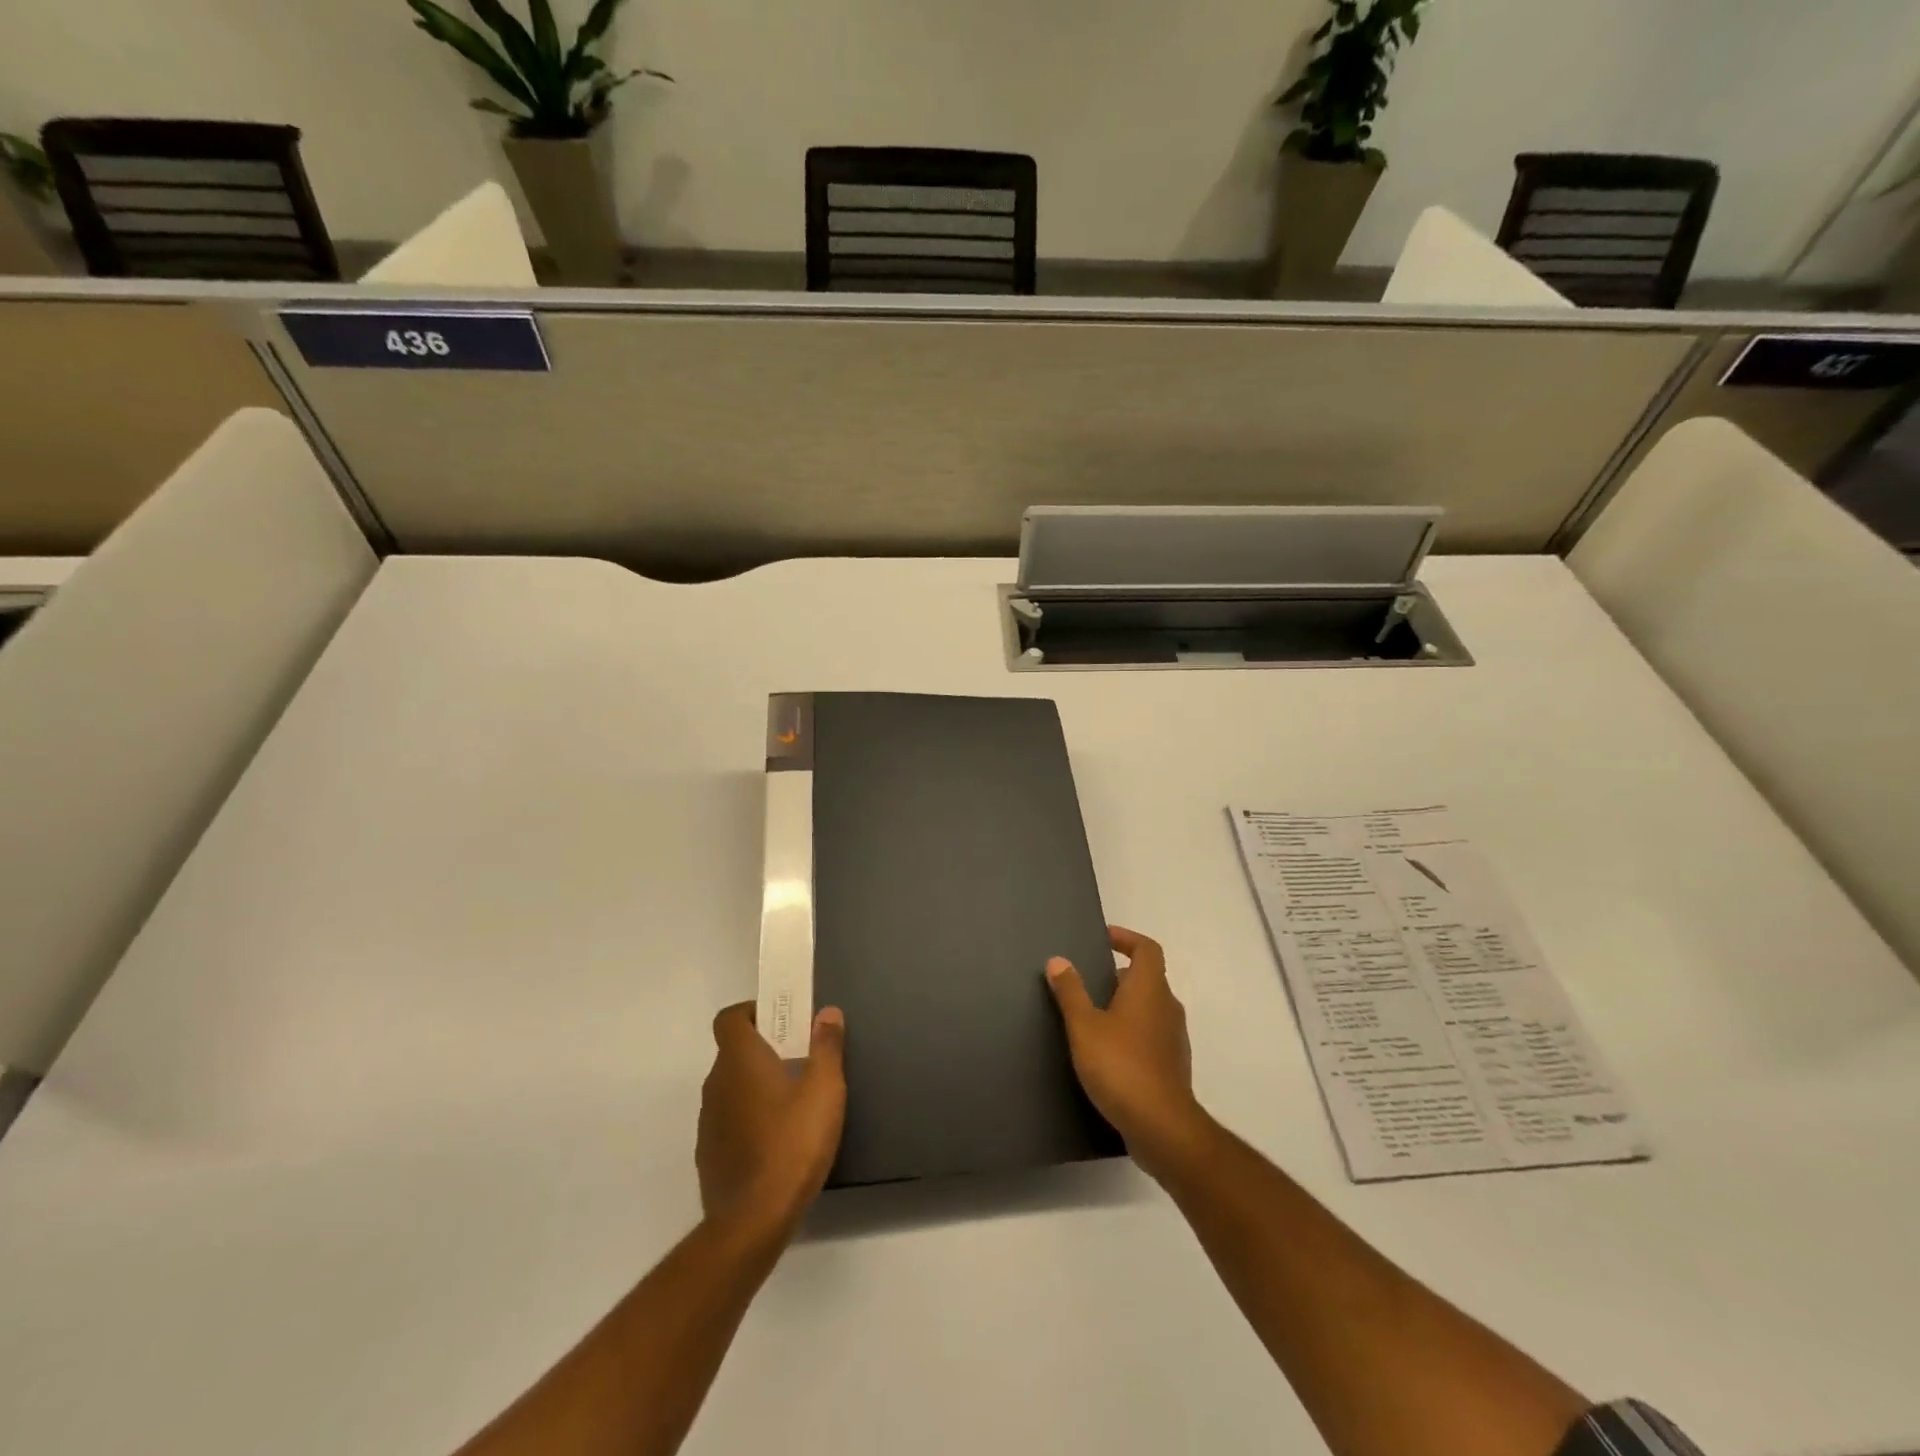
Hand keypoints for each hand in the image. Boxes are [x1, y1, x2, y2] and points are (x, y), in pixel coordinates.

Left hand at [697, 1004, 846, 1238]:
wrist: (753, 1220)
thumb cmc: (793, 1142)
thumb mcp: (824, 1089)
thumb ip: (826, 1046)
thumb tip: (827, 1012)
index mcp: (739, 1060)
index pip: (730, 1018)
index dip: (752, 1012)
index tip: (781, 1021)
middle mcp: (716, 1083)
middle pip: (733, 1052)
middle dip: (763, 1049)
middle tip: (799, 1058)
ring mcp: (707, 1121)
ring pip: (731, 1087)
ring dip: (755, 1085)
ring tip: (792, 1101)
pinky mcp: (709, 1155)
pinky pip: (728, 1120)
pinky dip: (748, 1118)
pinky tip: (776, 1140)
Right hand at [1046, 926, 1207, 1179]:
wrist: (1162, 1127)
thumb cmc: (1121, 1066)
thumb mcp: (1085, 1026)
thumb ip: (1071, 991)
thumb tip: (1058, 960)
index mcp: (1150, 989)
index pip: (1147, 949)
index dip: (1126, 938)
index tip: (1103, 939)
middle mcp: (1167, 1007)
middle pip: (1148, 978)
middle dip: (1119, 975)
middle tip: (1088, 980)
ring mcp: (1174, 1038)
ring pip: (1149, 1008)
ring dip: (1124, 1005)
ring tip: (1092, 1016)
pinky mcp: (1172, 1065)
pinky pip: (1151, 1035)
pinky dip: (1131, 1032)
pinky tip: (1106, 1051)